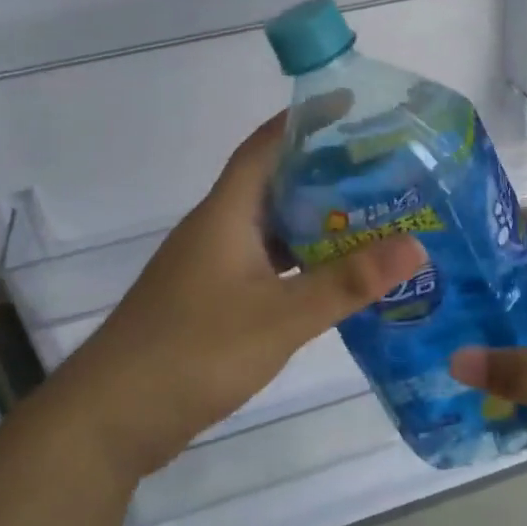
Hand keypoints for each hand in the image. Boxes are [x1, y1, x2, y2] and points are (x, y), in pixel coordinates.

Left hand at [63, 112, 425, 478]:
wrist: (111, 419)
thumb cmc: (193, 351)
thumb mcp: (279, 317)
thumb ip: (346, 282)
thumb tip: (415, 244)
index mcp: (226, 214)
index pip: (265, 146)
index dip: (304, 121)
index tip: (350, 106)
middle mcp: (219, 229)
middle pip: (275, 184)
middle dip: (325, 172)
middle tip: (382, 169)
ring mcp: (212, 266)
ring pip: (272, 228)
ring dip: (315, 221)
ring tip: (373, 218)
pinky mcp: (212, 300)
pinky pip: (267, 264)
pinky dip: (301, 262)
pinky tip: (334, 277)